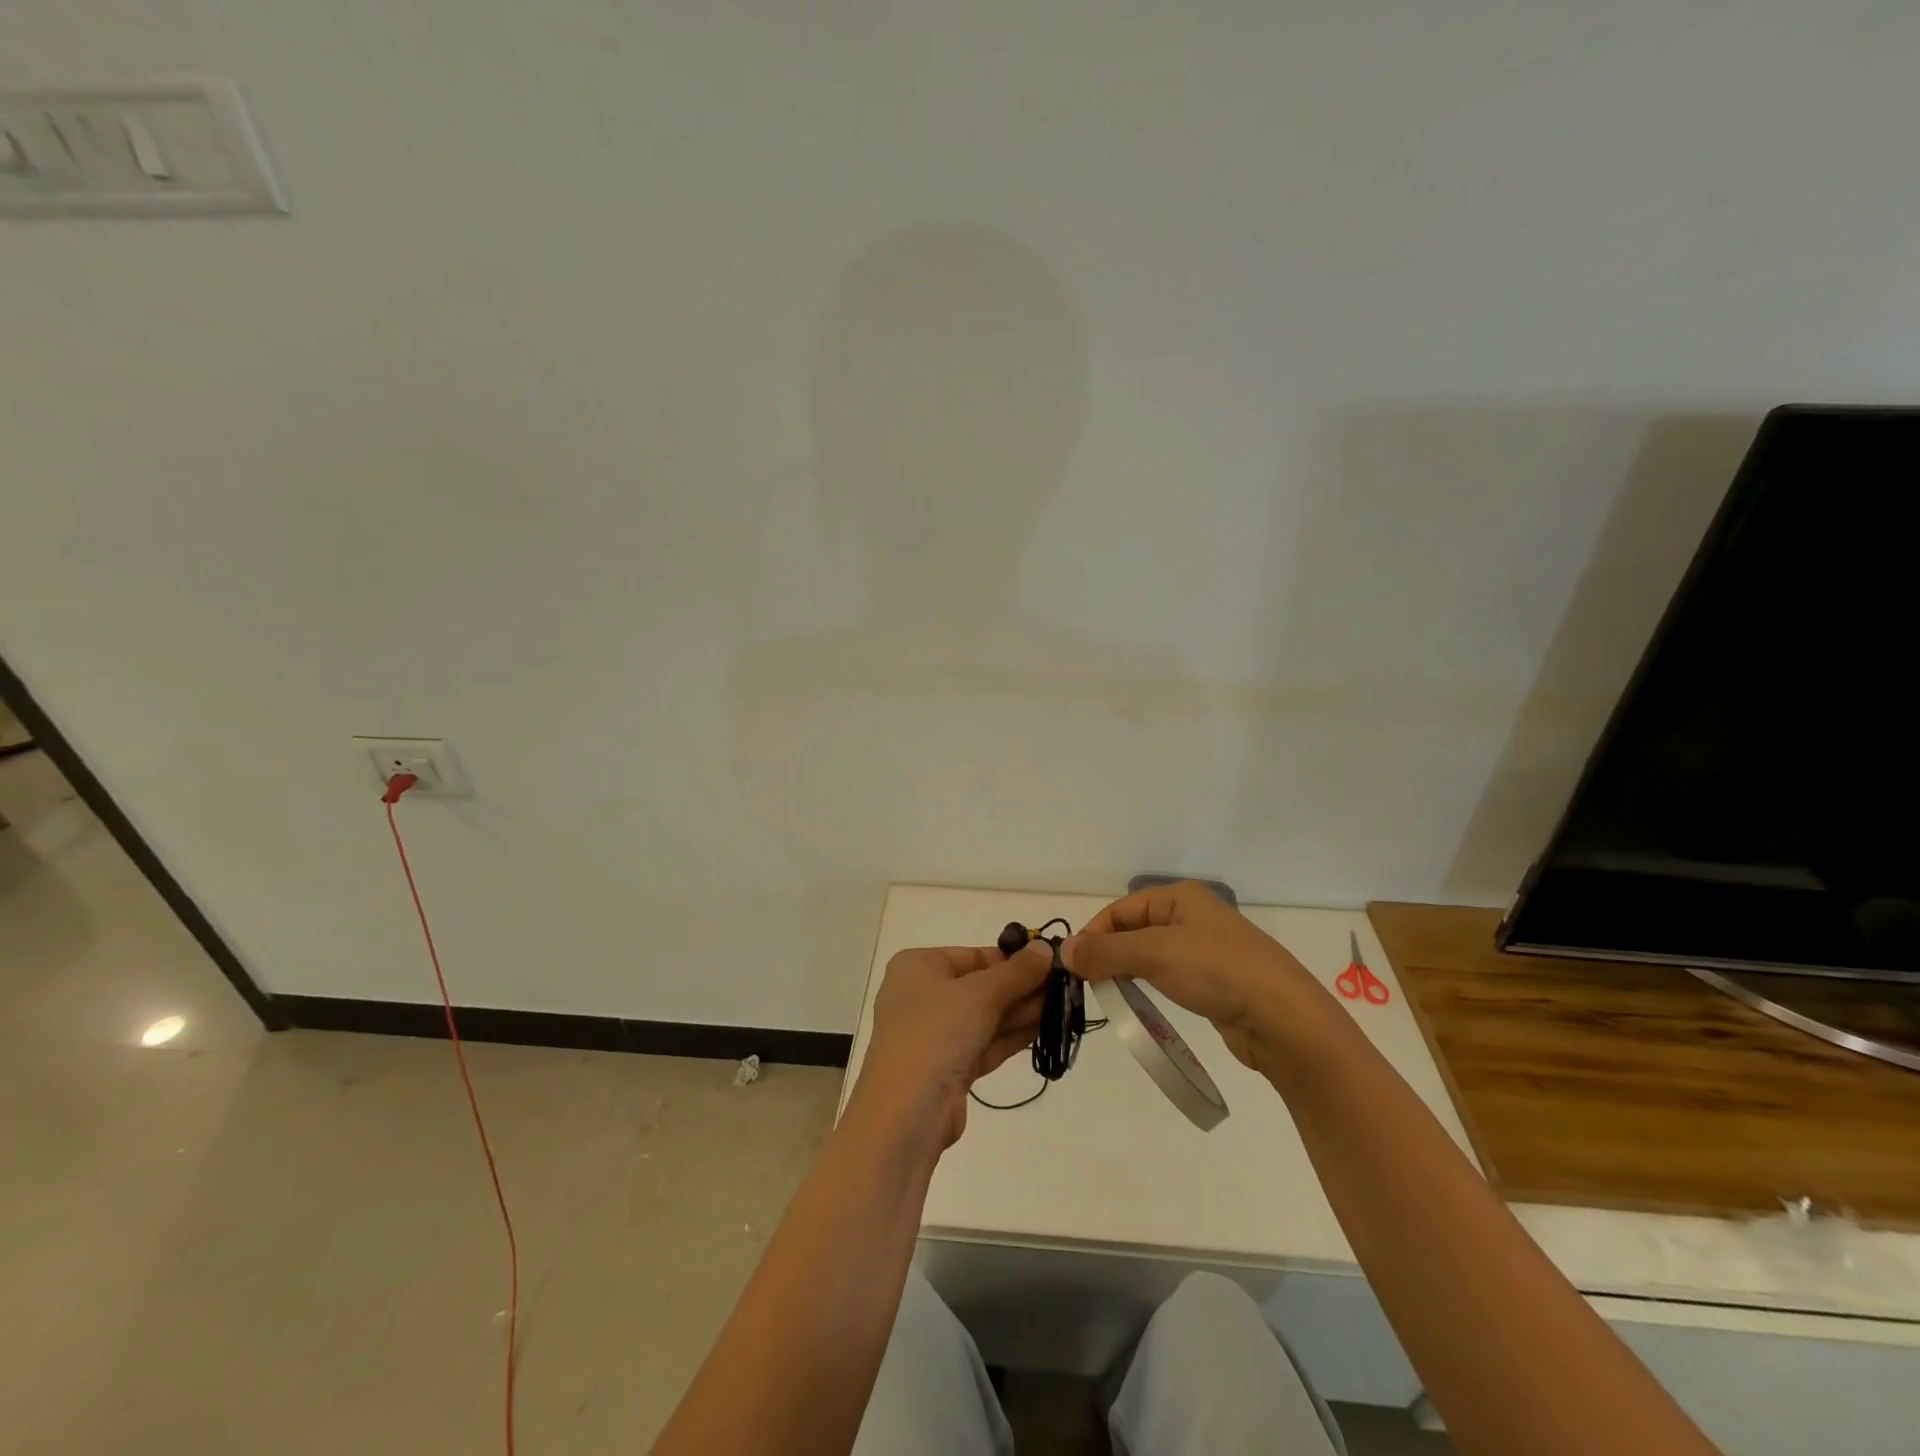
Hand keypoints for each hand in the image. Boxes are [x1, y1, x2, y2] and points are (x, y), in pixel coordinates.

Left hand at [851, 942, 1051, 1148]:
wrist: (906, 1113)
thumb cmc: (936, 1032)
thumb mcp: (981, 993)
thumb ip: (1017, 972)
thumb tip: (1045, 948)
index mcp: (918, 967)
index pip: (973, 956)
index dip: (1011, 959)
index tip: (1050, 962)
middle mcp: (922, 996)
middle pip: (981, 986)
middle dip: (1021, 988)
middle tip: (1064, 986)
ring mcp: (934, 1035)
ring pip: (985, 1017)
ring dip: (1022, 1012)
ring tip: (1064, 1006)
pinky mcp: (947, 1068)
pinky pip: (984, 1043)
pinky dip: (1011, 1037)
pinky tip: (1044, 1030)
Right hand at [1063, 881, 1327, 1074]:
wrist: (1284, 1018)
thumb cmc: (1216, 971)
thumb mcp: (1154, 954)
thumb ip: (1106, 952)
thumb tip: (1064, 950)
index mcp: (1179, 897)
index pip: (1120, 910)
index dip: (1094, 935)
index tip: (1073, 967)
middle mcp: (1191, 916)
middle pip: (1133, 930)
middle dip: (1108, 954)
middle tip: (1087, 984)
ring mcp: (1204, 949)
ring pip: (1150, 954)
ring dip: (1126, 971)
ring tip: (1110, 995)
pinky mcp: (1214, 980)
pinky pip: (1169, 976)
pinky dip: (1149, 986)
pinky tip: (1142, 1003)